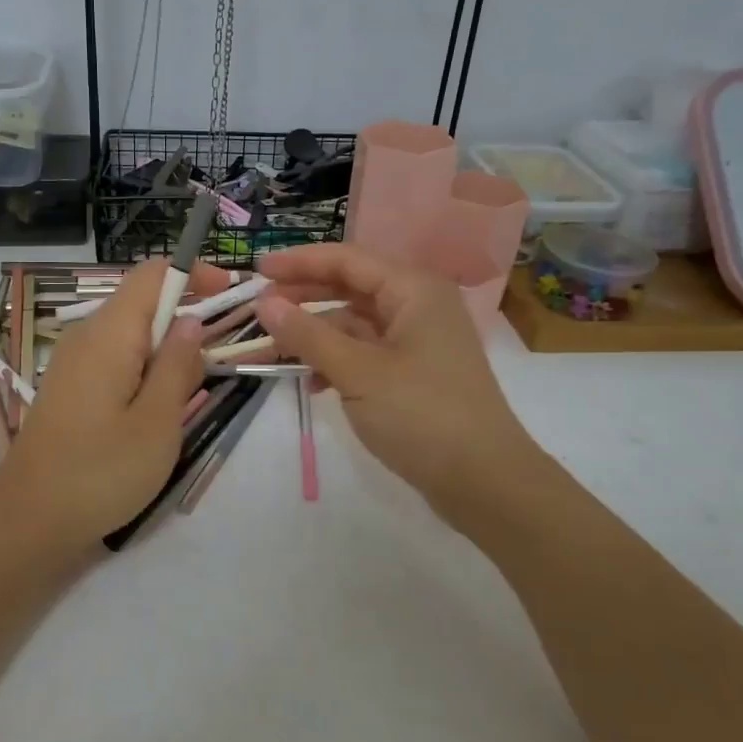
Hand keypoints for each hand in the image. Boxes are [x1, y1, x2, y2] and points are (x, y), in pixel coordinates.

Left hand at [0, 258, 224, 557]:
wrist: (28, 518)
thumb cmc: (100, 471)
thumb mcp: (157, 422)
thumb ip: (179, 366)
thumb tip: (192, 323)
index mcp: (110, 333)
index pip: (153, 274)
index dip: (193, 274)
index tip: (228, 294)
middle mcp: (87, 335)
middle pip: (143, 302)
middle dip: (185, 319)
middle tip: (215, 363)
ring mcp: (73, 361)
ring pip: (131, 335)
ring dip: (166, 351)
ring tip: (187, 395)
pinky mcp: (70, 386)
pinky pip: (115, 359)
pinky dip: (144, 369)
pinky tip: (153, 410)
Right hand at [255, 243, 545, 527]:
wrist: (486, 481)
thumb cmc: (422, 415)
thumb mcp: (357, 372)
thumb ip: (308, 335)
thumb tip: (264, 304)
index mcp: (413, 290)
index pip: (346, 260)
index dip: (299, 262)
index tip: (256, 271)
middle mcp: (418, 305)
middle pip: (350, 287)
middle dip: (304, 296)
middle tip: (259, 307)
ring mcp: (418, 340)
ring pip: (355, 324)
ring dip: (316, 334)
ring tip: (274, 349)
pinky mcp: (415, 372)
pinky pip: (366, 352)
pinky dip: (337, 360)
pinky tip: (312, 381)